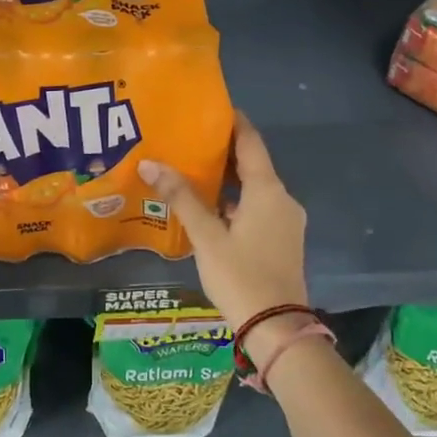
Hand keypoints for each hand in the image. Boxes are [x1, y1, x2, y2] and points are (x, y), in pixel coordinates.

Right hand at [139, 114, 309, 358]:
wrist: (276, 329)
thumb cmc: (240, 276)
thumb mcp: (206, 236)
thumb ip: (181, 198)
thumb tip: (151, 163)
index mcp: (268, 191)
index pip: (251, 142)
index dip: (233, 122)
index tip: (210, 107)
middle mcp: (282, 200)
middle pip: (252, 164)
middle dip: (222, 151)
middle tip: (188, 139)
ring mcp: (285, 222)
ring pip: (254, 189)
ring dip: (227, 179)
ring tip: (191, 169)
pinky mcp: (281, 241)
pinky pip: (256, 208)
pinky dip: (234, 201)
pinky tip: (208, 207)